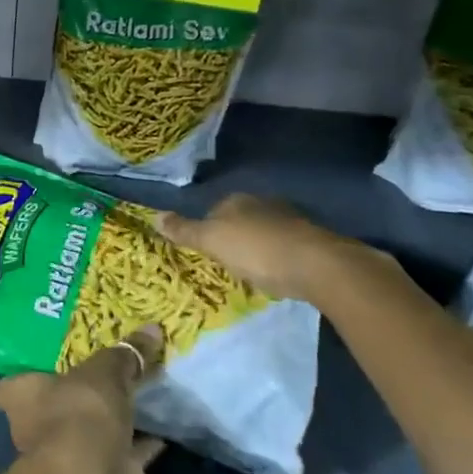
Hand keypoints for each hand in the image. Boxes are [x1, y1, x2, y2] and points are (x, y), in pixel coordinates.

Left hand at [0, 325, 165, 473]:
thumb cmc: (80, 412)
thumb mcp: (105, 372)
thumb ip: (125, 354)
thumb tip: (152, 328)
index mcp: (22, 397)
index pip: (6, 388)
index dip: (20, 379)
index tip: (42, 364)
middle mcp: (37, 427)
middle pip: (52, 408)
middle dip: (74, 398)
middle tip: (101, 375)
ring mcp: (69, 456)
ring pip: (90, 431)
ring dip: (109, 421)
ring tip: (135, 395)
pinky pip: (123, 454)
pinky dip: (140, 445)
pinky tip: (162, 429)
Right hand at [157, 194, 389, 307]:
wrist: (318, 265)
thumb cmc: (257, 250)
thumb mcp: (212, 241)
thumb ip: (184, 230)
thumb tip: (154, 216)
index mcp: (237, 200)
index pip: (213, 210)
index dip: (207, 230)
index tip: (206, 252)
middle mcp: (263, 203)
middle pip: (240, 220)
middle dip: (234, 238)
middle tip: (228, 263)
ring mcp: (290, 220)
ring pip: (264, 232)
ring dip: (258, 248)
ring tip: (253, 272)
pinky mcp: (311, 240)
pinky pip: (285, 247)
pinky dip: (279, 257)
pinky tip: (278, 274)